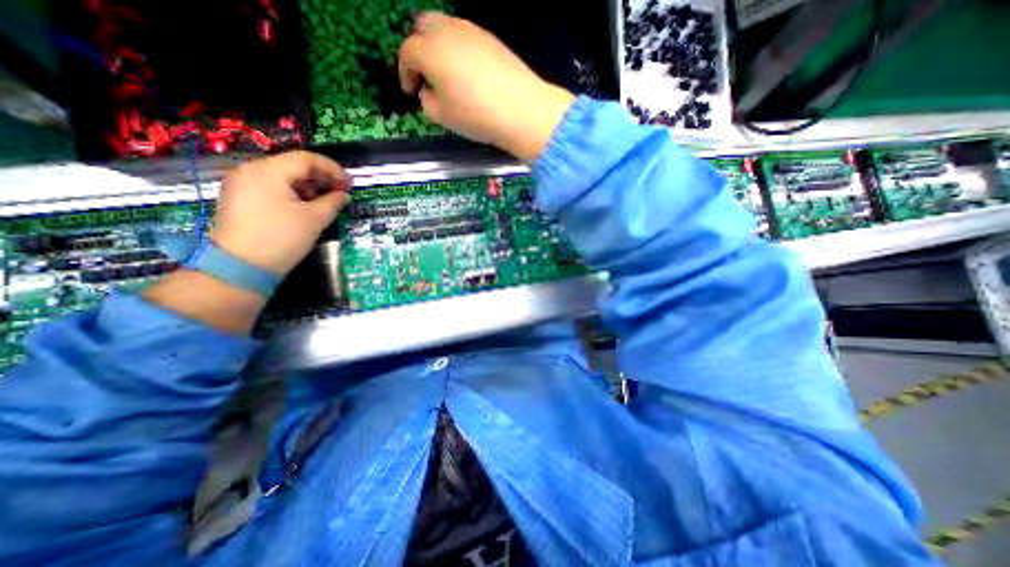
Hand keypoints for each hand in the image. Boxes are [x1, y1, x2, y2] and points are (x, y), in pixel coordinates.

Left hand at [210, 147, 351, 275]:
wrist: (242, 266)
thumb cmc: (282, 238)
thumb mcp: (315, 219)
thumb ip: (333, 202)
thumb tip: (343, 195)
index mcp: (268, 171)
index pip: (307, 159)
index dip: (333, 169)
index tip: (350, 183)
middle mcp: (250, 170)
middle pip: (293, 165)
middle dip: (321, 177)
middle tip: (340, 192)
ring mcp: (241, 184)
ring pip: (283, 176)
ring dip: (308, 185)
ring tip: (325, 201)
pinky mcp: (239, 198)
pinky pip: (271, 186)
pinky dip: (293, 192)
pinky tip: (305, 206)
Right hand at [400, 11, 575, 160]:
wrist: (521, 110)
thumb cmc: (476, 116)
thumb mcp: (443, 117)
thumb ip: (427, 102)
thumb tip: (428, 93)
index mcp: (430, 51)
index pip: (407, 54)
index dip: (405, 73)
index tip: (410, 91)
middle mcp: (448, 32)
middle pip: (423, 27)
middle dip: (419, 50)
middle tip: (425, 76)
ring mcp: (472, 32)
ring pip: (446, 28)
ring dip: (440, 48)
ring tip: (447, 75)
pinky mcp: (492, 39)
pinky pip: (467, 38)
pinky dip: (460, 50)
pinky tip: (469, 74)